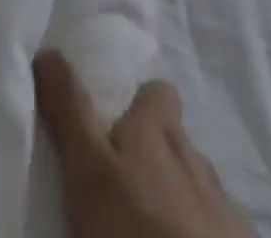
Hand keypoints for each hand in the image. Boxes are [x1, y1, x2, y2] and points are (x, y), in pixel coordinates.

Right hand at [33, 50, 254, 237]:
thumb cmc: (137, 227)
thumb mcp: (90, 169)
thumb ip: (70, 111)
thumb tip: (45, 50)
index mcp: (159, 129)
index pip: (157, 92)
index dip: (140, 101)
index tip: (117, 120)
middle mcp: (196, 154)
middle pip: (176, 139)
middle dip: (156, 151)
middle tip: (123, 181)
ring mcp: (224, 205)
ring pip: (197, 184)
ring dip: (177, 194)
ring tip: (148, 219)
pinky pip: (218, 225)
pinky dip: (200, 230)